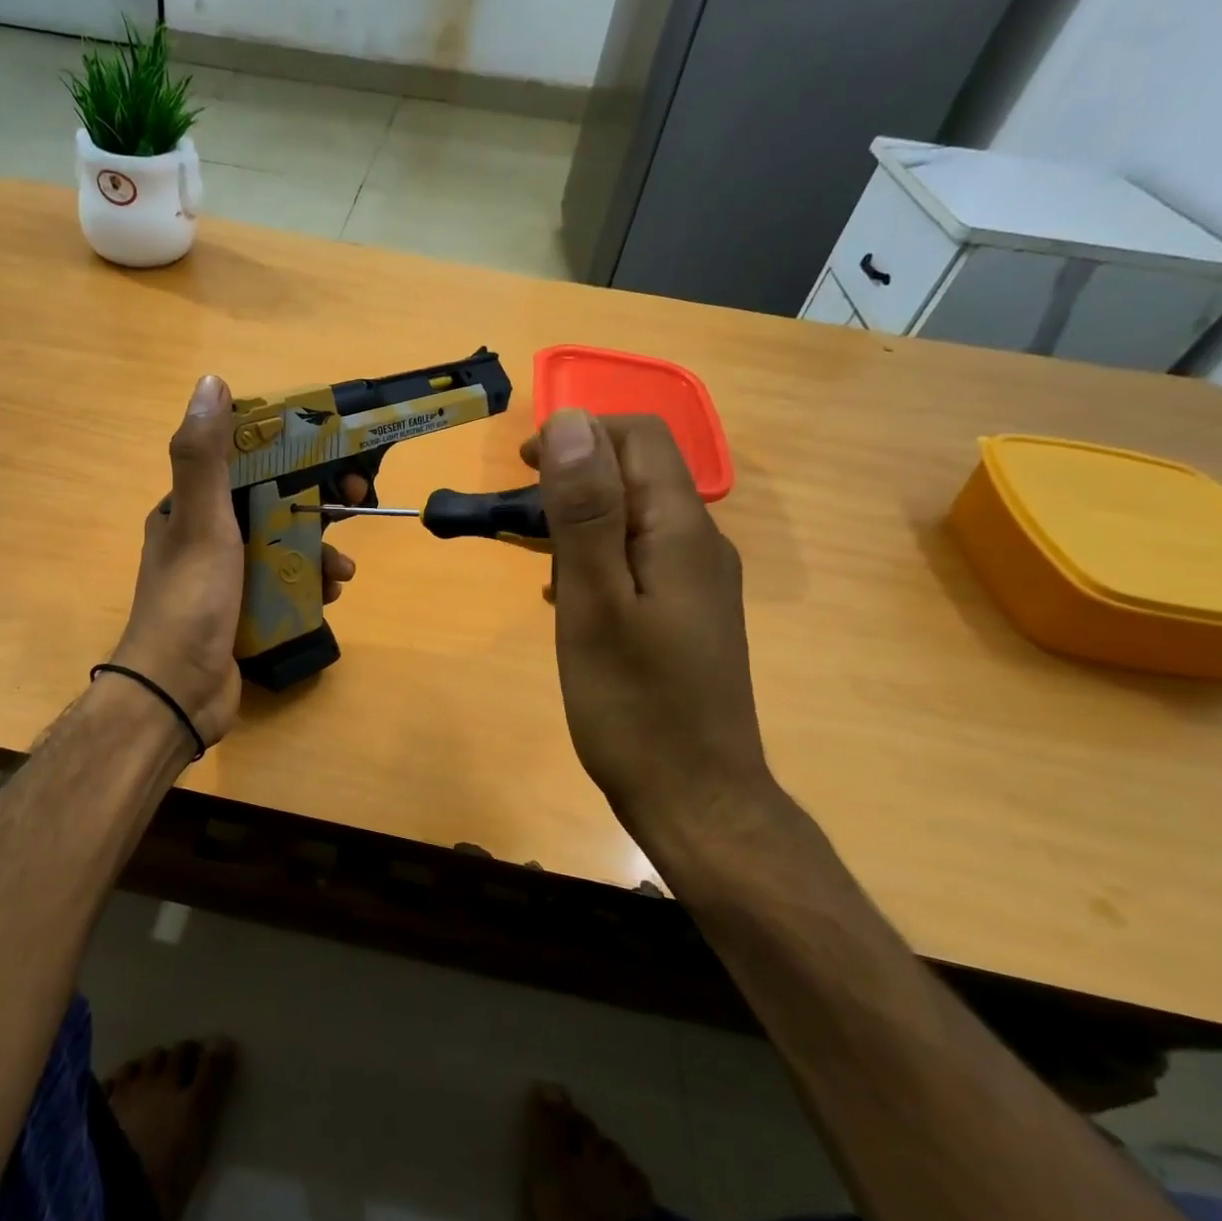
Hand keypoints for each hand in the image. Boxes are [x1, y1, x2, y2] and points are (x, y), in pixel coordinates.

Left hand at [110, 375, 358, 747]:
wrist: (178, 693)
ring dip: (319, 550)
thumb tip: (212, 382)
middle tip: (355, 505)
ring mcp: (226, 577)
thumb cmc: (191, 600)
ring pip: (284, 546)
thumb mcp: (200, 521)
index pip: (245, 462)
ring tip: (343, 571)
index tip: (330, 454)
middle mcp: (205, 536)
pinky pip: (285, 585)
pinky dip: (310, 585)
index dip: (290, 452)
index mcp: (189, 507)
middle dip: (315, 504)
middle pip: (271, 504)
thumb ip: (205, 456)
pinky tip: (330, 596)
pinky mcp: (244, 611)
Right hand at [524, 411, 774, 850]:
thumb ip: (585, 512)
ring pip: (636, 516)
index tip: (523, 469)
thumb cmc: (634, 704)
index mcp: (681, 530)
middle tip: (521, 516)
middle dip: (578, 473)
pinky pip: (639, 557)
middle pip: (641, 472)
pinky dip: (597, 555)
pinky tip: (566, 593)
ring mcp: (699, 582)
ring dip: (583, 516)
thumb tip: (572, 422)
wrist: (696, 798)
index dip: (580, 434)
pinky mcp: (688, 615)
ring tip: (535, 553)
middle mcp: (701, 543)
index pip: (640, 438)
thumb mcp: (595, 602)